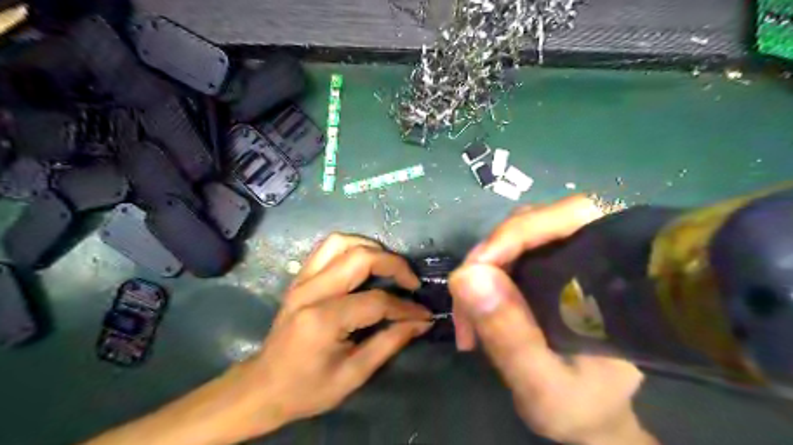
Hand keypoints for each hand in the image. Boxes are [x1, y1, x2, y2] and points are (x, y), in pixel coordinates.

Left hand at [248, 233, 431, 422]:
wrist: (263, 386)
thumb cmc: (308, 388)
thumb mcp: (354, 375)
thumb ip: (390, 343)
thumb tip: (421, 322)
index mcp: (323, 320)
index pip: (375, 301)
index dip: (405, 307)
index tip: (424, 314)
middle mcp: (310, 291)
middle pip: (360, 258)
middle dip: (394, 264)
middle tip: (411, 282)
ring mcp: (302, 280)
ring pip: (342, 242)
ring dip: (372, 248)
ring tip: (389, 266)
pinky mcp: (300, 277)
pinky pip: (328, 247)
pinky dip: (352, 247)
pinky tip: (365, 262)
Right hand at [449, 196, 660, 442]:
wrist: (591, 420)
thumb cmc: (581, 408)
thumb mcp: (543, 385)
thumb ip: (510, 336)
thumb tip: (465, 276)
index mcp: (612, 278)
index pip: (569, 218)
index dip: (517, 233)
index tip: (475, 269)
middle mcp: (592, 257)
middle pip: (531, 224)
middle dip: (489, 257)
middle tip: (466, 303)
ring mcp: (565, 260)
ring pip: (512, 238)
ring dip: (481, 270)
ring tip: (468, 317)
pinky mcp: (545, 270)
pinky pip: (505, 256)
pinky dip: (482, 278)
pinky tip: (474, 310)